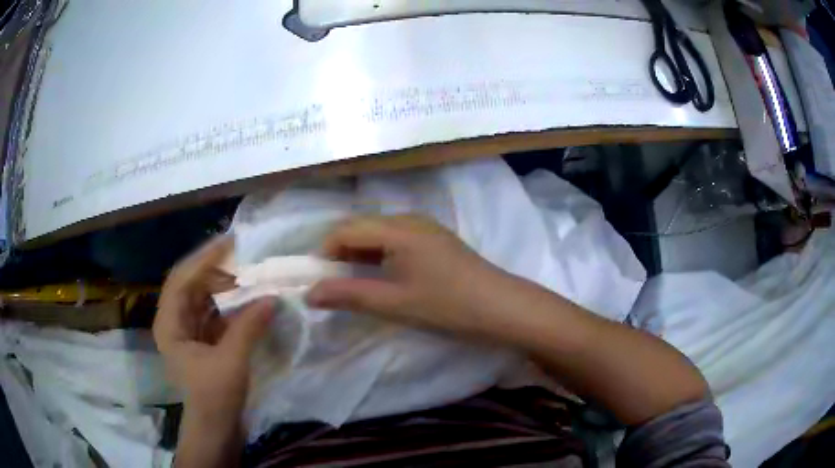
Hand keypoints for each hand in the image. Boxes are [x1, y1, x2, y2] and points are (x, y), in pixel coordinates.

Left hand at [153, 236, 272, 421]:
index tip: (230, 242)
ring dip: (224, 287)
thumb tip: (272, 297)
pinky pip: (214, 314)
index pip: (182, 278)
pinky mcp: (202, 342)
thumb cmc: (214, 397)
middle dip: (215, 270)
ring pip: (203, 299)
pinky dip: (229, 306)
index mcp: (170, 323)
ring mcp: (188, 332)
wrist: (214, 429)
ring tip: (248, 276)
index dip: (204, 258)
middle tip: (243, 258)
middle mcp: (174, 322)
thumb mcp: (231, 361)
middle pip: (191, 284)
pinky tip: (247, 301)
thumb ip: (249, 326)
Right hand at [306, 215, 512, 334]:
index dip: (324, 252)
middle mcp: (409, 219)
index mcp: (397, 228)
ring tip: (352, 282)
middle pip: (361, 227)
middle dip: (339, 252)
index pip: (346, 229)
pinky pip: (395, 239)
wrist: (500, 307)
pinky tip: (380, 276)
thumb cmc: (446, 304)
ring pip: (378, 233)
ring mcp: (424, 227)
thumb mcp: (393, 303)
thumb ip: (348, 295)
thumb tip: (309, 294)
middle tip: (331, 283)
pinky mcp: (433, 239)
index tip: (316, 279)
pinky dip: (379, 255)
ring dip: (359, 254)